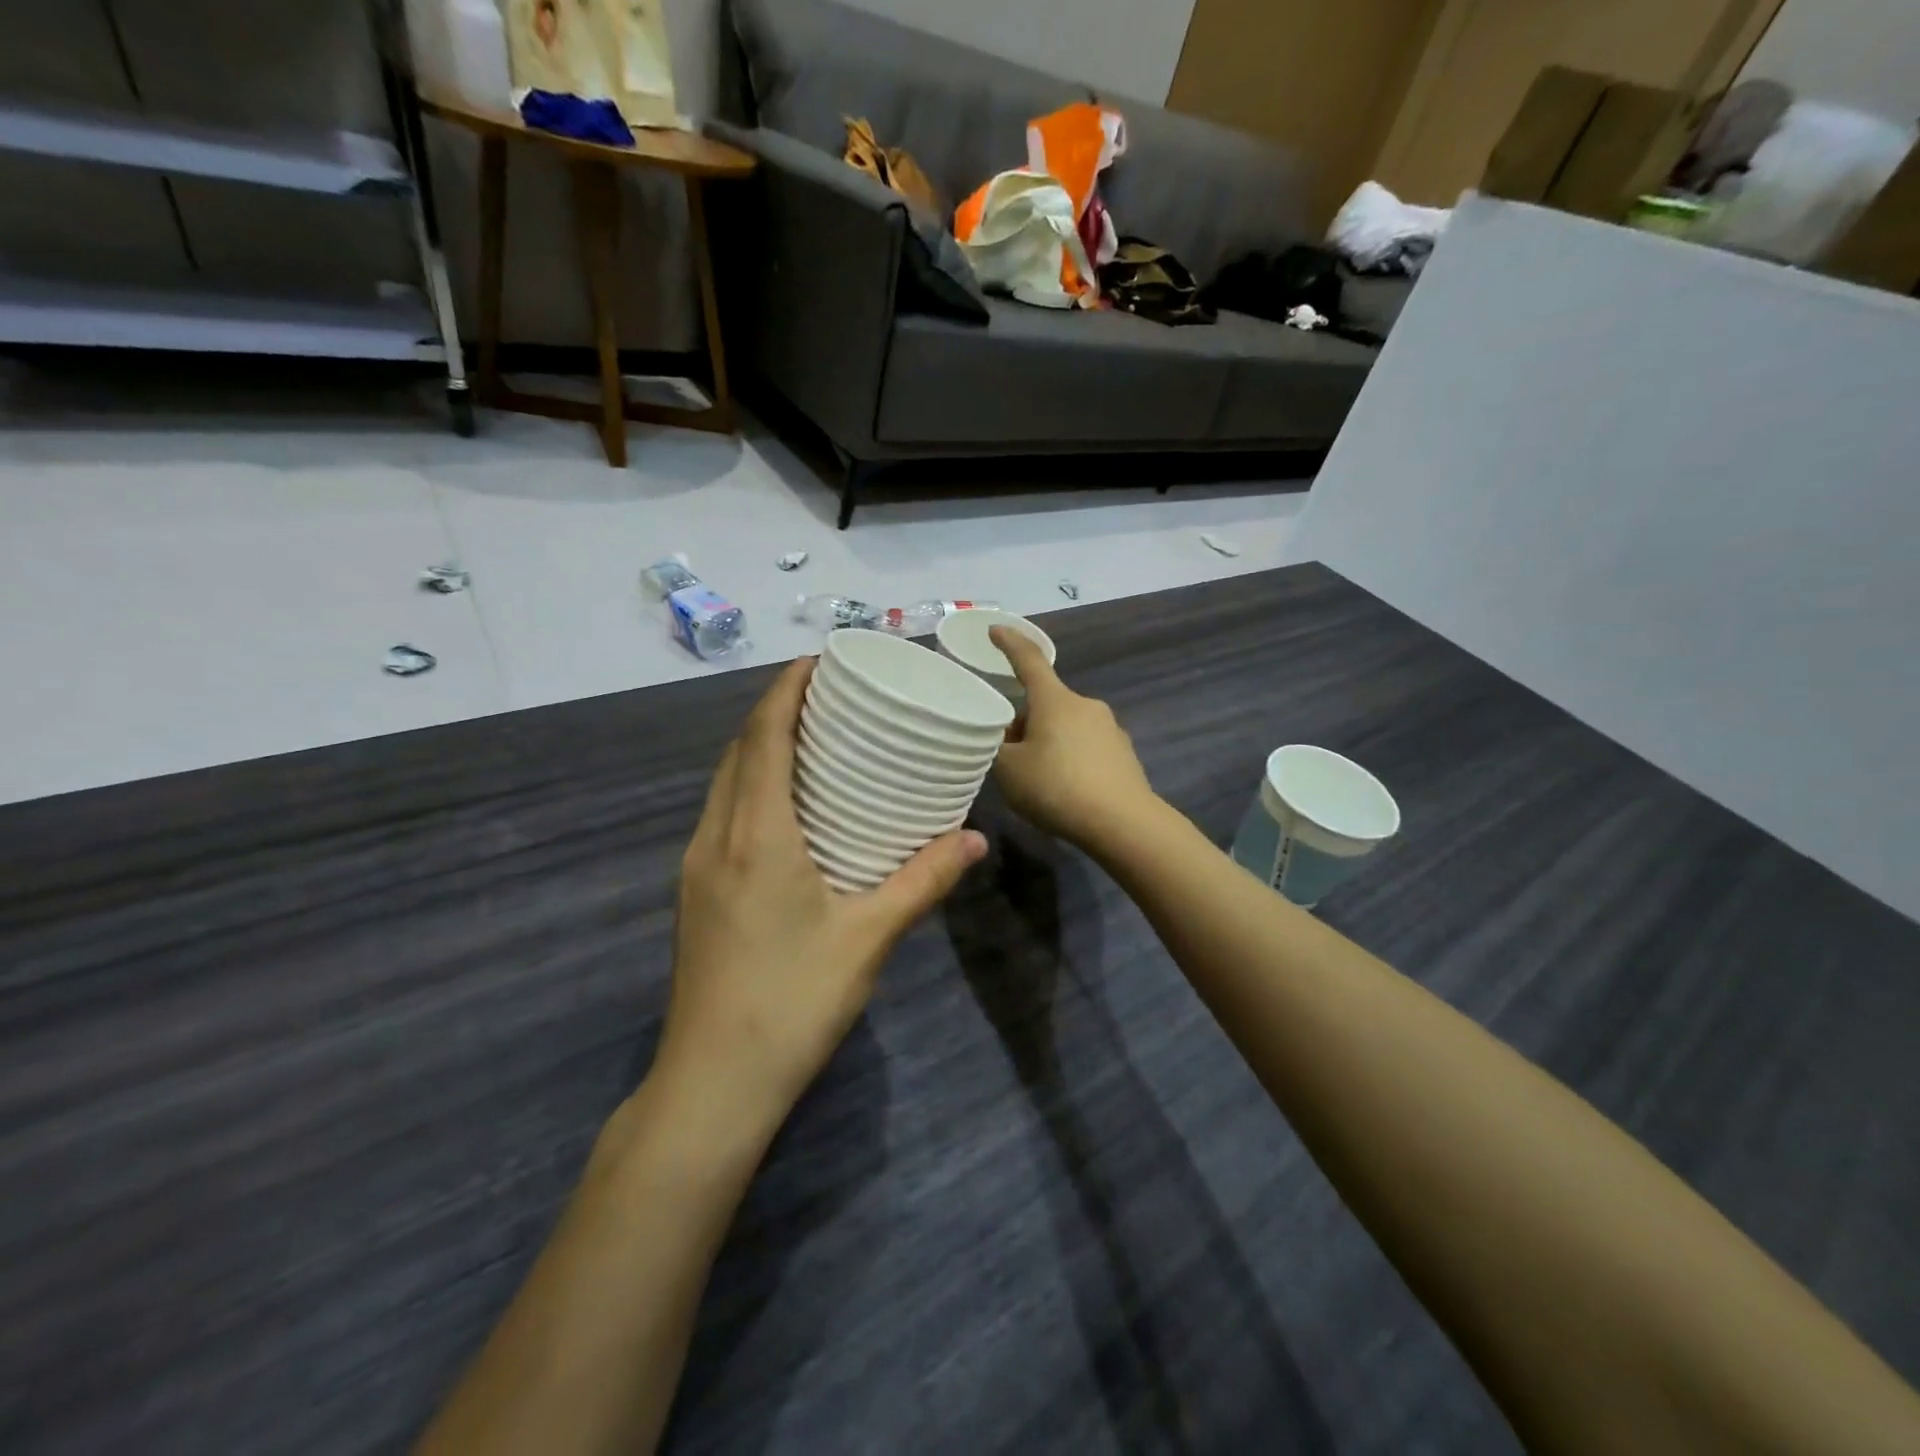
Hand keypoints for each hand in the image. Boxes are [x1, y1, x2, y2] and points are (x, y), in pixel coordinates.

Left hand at [659, 657, 986, 1137]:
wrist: (714, 1082)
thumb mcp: (869, 937)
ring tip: (810, 738)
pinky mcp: (696, 892)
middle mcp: (716, 837)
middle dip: (775, 710)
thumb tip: (975, 838)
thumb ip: (924, 881)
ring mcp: (697, 866)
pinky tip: (786, 805)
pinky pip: (722, 813)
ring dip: (760, 748)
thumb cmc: (793, 1002)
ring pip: (724, 782)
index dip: (785, 689)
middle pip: (739, 750)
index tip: (818, 660)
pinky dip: (750, 785)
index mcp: (755, 835)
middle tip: (827, 695)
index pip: (763, 737)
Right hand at [990, 626, 1157, 849]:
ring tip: (1037, 780)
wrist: (1122, 823)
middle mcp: (1085, 705)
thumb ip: (998, 748)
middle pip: (1046, 703)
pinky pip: (1086, 747)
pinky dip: (1070, 760)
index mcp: (1055, 700)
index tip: (995, 629)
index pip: (1028, 660)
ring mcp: (1110, 728)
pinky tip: (1066, 791)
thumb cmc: (1057, 788)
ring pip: (1066, 726)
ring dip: (1048, 742)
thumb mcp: (1009, 771)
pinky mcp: (1123, 754)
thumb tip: (1009, 739)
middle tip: (1008, 755)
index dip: (1009, 643)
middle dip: (1025, 722)